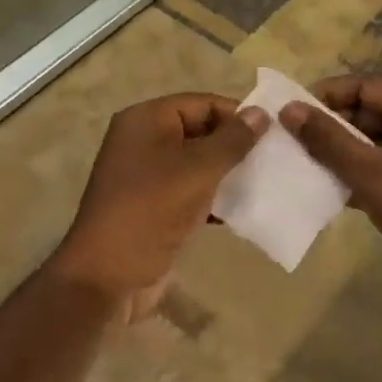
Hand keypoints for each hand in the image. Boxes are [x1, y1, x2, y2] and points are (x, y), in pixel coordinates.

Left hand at [48, 93, 267, 318]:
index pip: (201, 103)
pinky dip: (213, 197)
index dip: (236, 116)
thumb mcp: (198, 170)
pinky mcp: (152, 206)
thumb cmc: (151, 210)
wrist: (108, 277)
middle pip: (199, 131)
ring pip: (196, 164)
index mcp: (146, 120)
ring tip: (265, 184)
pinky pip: (189, 191)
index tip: (272, 135)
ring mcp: (145, 176)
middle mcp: (142, 141)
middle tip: (273, 160)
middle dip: (235, 146)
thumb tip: (260, 113)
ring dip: (227, 173)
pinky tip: (241, 210)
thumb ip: (232, 141)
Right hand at [279, 75, 381, 315]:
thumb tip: (288, 109)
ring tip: (294, 163)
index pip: (362, 86)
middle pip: (364, 112)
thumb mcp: (370, 172)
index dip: (323, 97)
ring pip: (367, 142)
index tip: (285, 113)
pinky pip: (375, 167)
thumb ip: (327, 139)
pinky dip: (351, 174)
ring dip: (335, 154)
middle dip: (327, 127)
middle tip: (285, 140)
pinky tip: (318, 188)